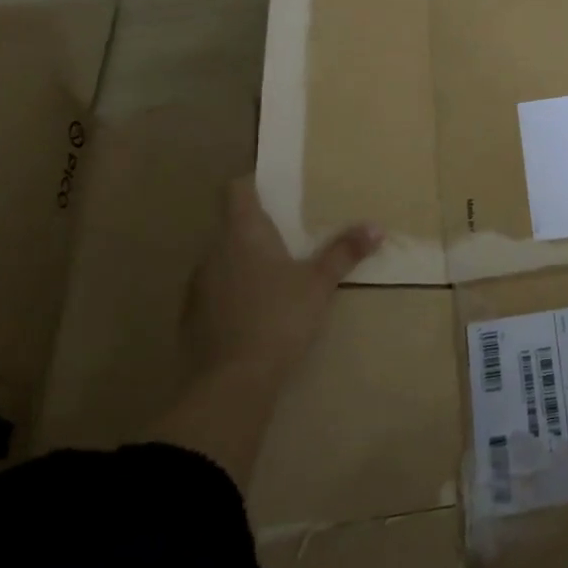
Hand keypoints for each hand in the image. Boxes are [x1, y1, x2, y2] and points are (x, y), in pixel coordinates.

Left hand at [185, 179, 382, 383]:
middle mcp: (213, 252)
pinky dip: (235, 293)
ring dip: (246, 262)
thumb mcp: (319, 283)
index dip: (253, 184)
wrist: (230, 384)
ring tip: (277, 275)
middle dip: (259, 228)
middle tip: (292, 235)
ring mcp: (198, 286)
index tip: (275, 188)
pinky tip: (257, 312)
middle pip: (232, 226)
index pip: (236, 190)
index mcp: (242, 234)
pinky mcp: (192, 318)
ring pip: (223, 260)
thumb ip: (344, 252)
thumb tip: (376, 227)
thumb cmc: (279, 318)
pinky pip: (216, 291)